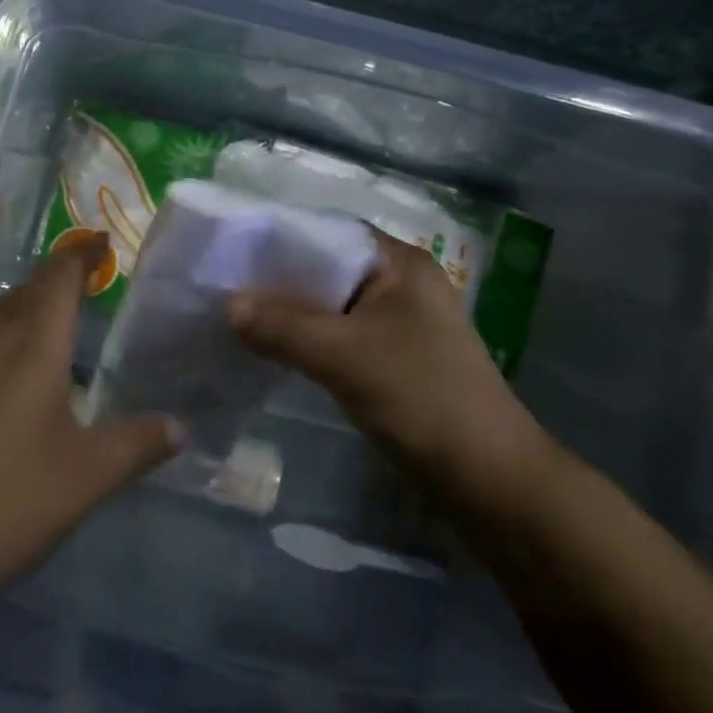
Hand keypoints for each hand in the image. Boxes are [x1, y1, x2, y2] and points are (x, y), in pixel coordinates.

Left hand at [0, 234, 183, 604]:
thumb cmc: (11, 501)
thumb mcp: (89, 476)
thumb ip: (139, 444)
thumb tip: (182, 427)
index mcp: (31, 346)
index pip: (58, 278)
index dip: (81, 254)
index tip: (103, 241)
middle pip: (25, 289)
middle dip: (57, 276)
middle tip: (90, 280)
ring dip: (28, 303)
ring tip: (57, 318)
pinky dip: (6, 334)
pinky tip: (15, 372)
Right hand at [229, 232, 555, 525]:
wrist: (489, 480)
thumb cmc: (422, 398)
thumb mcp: (345, 357)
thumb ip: (283, 327)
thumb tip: (226, 305)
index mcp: (399, 263)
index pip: (327, 232)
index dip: (278, 239)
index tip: (231, 251)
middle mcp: (398, 282)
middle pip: (325, 268)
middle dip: (278, 280)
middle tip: (223, 287)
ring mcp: (397, 321)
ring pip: (329, 304)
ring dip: (289, 312)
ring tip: (237, 316)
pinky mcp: (391, 356)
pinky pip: (337, 333)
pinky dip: (305, 338)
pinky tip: (271, 348)